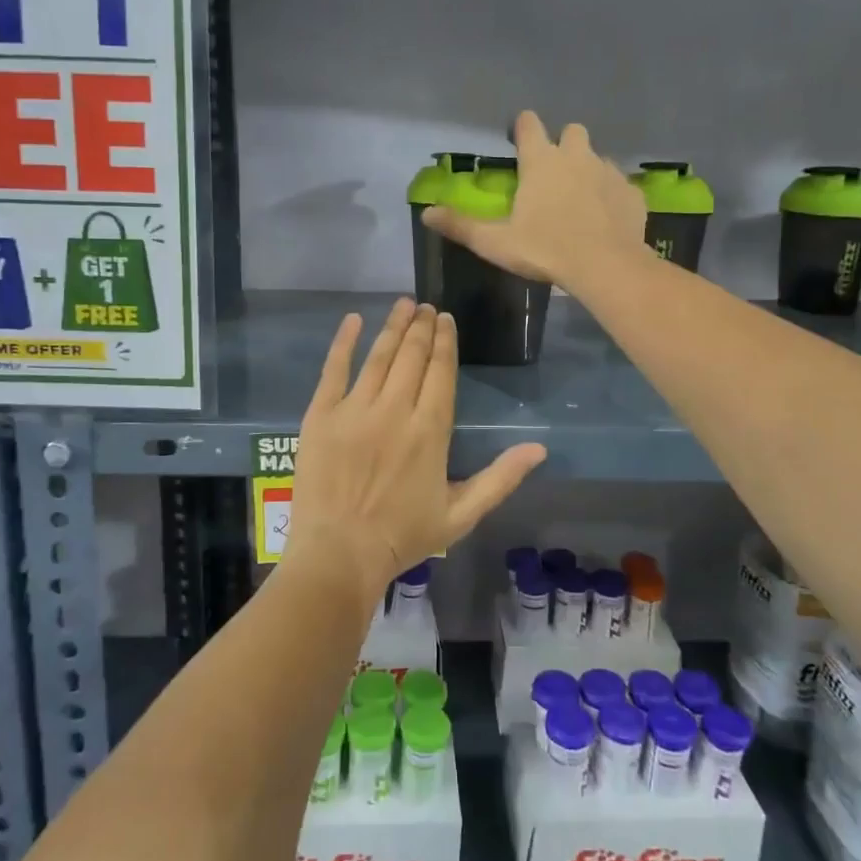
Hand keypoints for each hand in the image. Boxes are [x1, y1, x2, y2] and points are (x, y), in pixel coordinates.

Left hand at [286, 300, 546, 607]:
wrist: (339, 555)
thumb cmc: (403, 537)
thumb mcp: (461, 514)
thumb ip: (501, 478)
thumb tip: (540, 448)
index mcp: (430, 430)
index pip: (441, 372)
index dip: (445, 341)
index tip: (446, 319)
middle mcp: (394, 410)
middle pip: (412, 356)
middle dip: (422, 326)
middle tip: (426, 306)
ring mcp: (354, 409)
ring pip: (378, 356)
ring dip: (393, 327)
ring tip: (403, 305)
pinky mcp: (320, 415)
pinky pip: (333, 369)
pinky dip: (343, 342)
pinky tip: (353, 320)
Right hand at [422, 111, 647, 293]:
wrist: (606, 265)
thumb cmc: (545, 249)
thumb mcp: (495, 242)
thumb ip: (461, 226)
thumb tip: (426, 214)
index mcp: (541, 161)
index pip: (529, 125)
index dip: (523, 126)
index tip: (520, 137)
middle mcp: (576, 156)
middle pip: (572, 131)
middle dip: (563, 144)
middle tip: (554, 173)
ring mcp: (608, 171)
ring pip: (597, 157)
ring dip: (587, 170)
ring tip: (580, 200)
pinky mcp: (631, 192)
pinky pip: (619, 185)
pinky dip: (611, 195)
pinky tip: (605, 218)